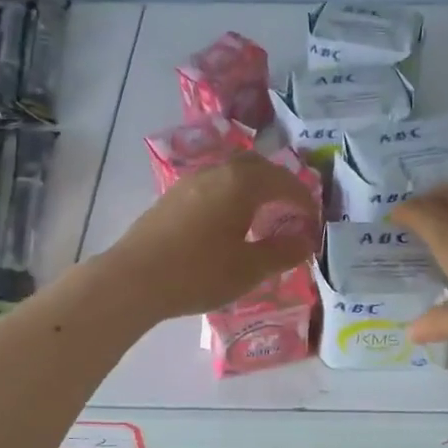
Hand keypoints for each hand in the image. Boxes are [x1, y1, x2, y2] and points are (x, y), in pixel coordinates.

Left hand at [104, 152, 319, 321]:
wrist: (134, 280)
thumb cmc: (198, 273)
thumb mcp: (249, 269)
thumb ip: (283, 252)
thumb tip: (306, 241)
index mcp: (241, 183)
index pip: (284, 181)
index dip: (304, 200)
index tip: (314, 222)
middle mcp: (216, 173)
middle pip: (257, 167)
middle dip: (279, 185)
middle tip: (291, 210)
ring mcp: (189, 183)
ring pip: (231, 175)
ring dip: (253, 190)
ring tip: (261, 219)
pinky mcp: (171, 198)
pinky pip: (212, 187)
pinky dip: (230, 197)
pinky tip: (228, 225)